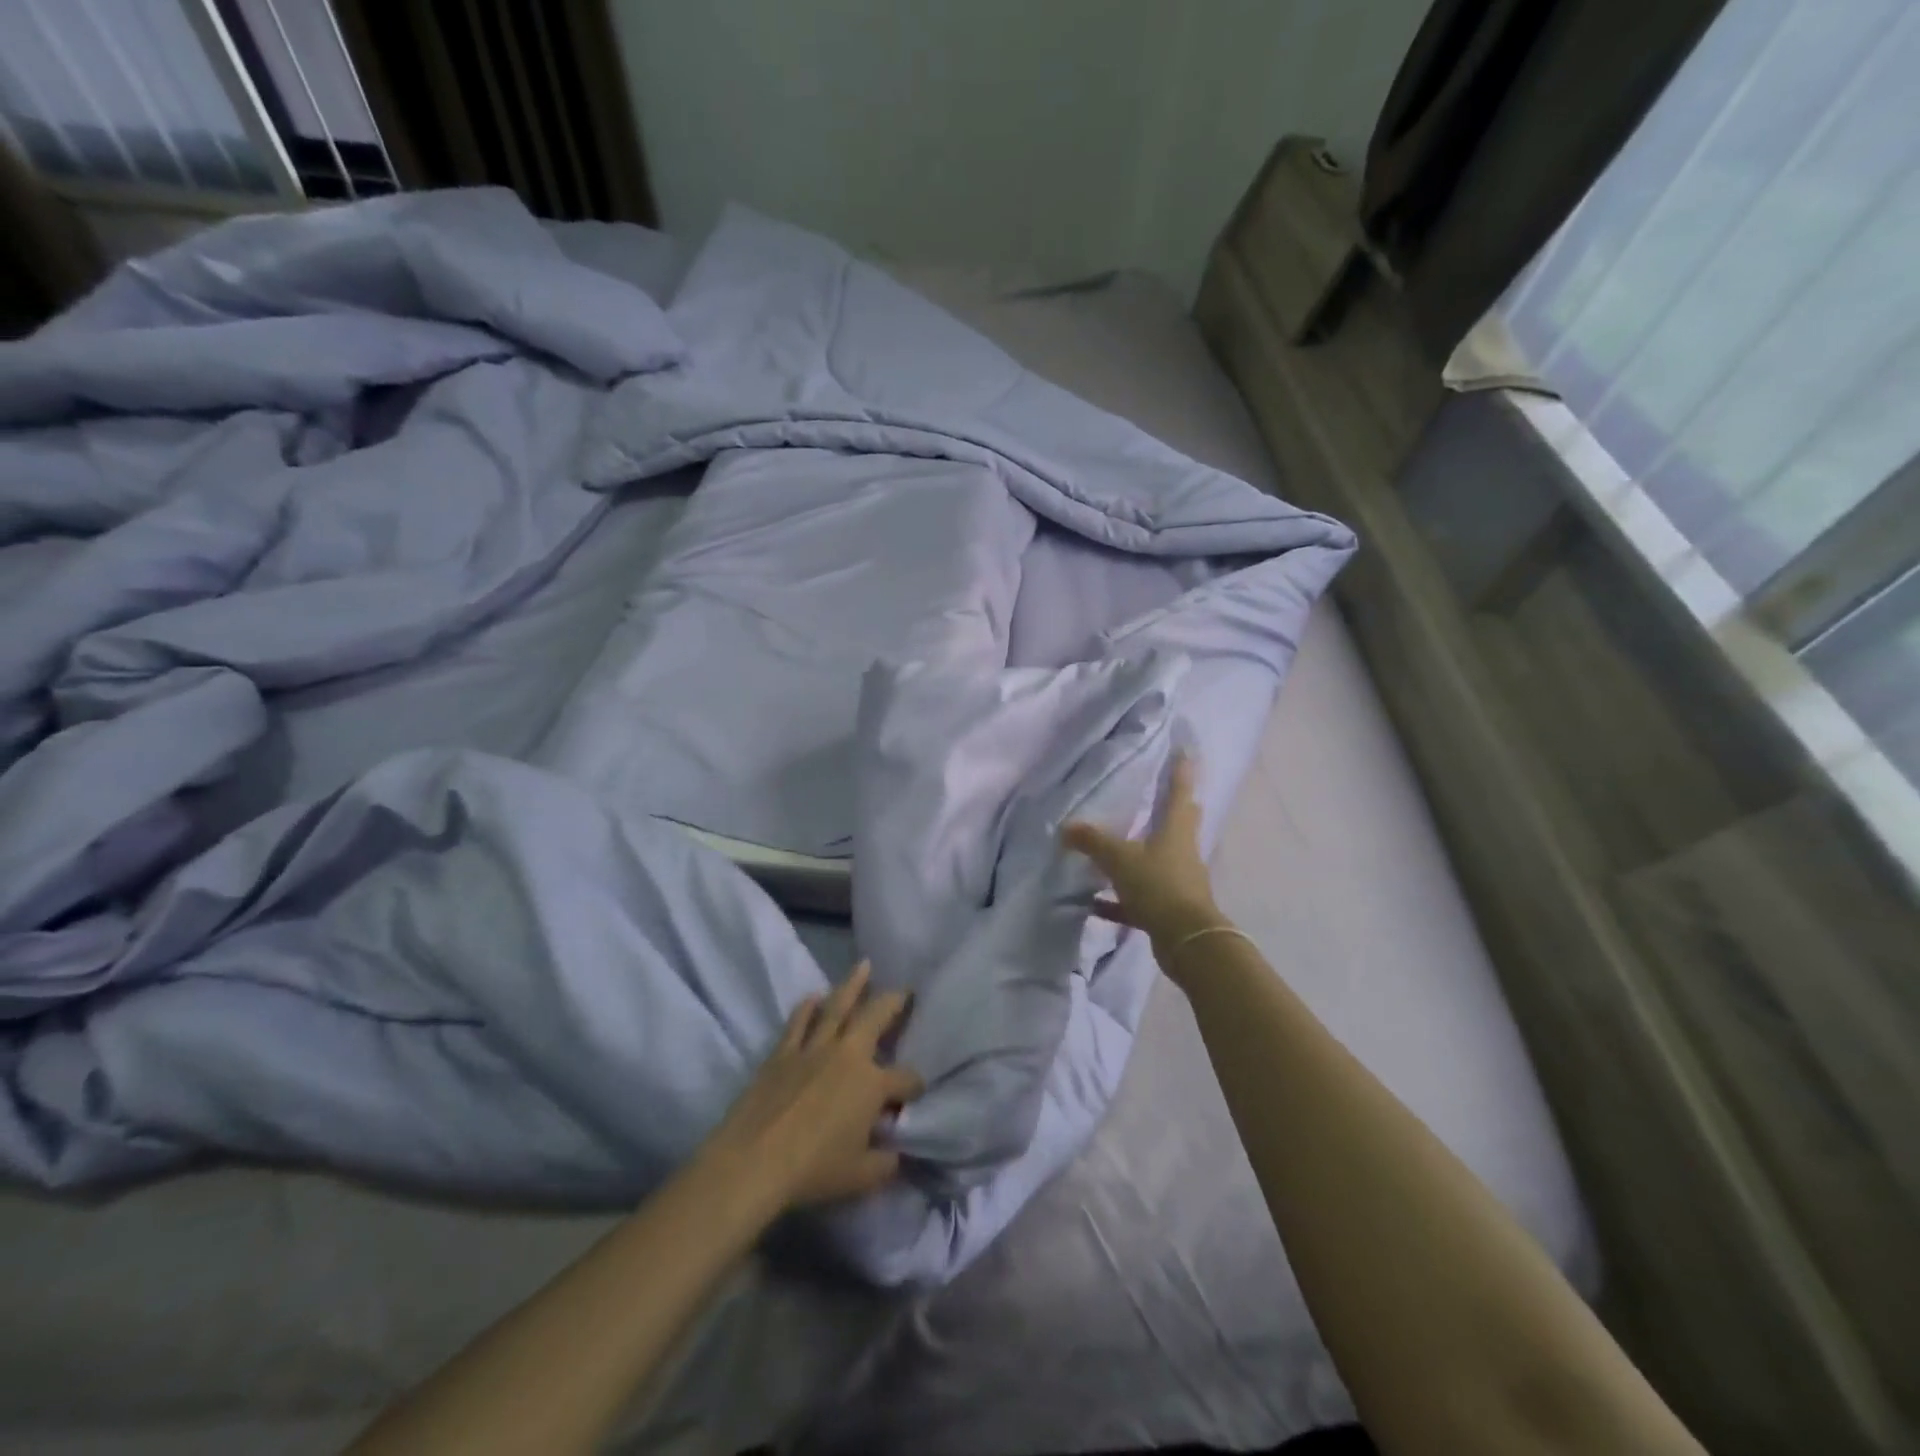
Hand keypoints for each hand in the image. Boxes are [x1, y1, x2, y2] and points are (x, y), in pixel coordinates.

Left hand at [698, 961, 923, 1213]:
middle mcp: (848, 1055)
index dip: (915, 1085)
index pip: (906, 1079)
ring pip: (837, 1007)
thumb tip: (896, 1154)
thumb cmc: (813, 1170)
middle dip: (894, 1002)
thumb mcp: (861, 1177)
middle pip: (876, 1017)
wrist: (754, 1161)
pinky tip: (812, 997)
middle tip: (905, 989)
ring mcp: (813, 1048)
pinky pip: (798, 1022)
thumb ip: (885, 1163)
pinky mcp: (783, 1052)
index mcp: (872, 1084)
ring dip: (852, 984)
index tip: (915, 1092)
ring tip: (864, 966)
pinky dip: (807, 1007)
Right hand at [1061, 752, 1226, 957]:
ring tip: (1115, 849)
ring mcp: (1179, 881)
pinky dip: (1120, 899)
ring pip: (1158, 860)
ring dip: (1140, 855)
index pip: (1179, 792)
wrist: (1186, 940)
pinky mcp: (1169, 909)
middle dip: (1171, 809)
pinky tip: (1095, 903)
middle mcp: (1182, 852)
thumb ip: (1092, 842)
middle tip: (1158, 794)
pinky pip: (1140, 898)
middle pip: (1178, 824)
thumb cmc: (1158, 886)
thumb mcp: (1119, 859)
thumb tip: (1064, 827)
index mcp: (1176, 830)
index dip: (1180, 771)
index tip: (1184, 752)